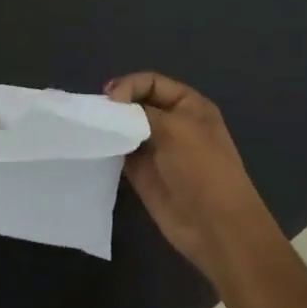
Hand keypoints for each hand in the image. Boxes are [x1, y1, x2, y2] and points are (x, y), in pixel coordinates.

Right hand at [105, 72, 277, 283]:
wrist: (215, 225)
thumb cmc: (201, 168)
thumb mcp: (175, 128)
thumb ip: (141, 111)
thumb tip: (113, 107)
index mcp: (189, 105)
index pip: (151, 82)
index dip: (129, 85)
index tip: (110, 100)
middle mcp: (172, 123)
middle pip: (136, 103)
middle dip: (116, 105)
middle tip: (96, 114)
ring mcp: (156, 149)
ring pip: (126, 128)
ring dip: (110, 127)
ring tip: (91, 129)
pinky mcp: (142, 173)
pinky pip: (121, 153)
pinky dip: (108, 148)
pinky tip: (95, 147)